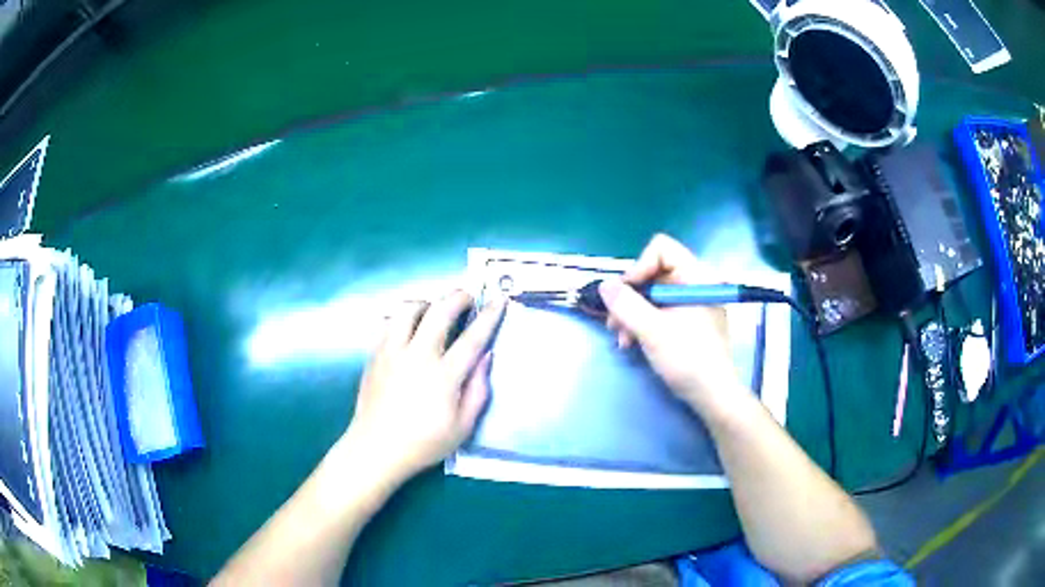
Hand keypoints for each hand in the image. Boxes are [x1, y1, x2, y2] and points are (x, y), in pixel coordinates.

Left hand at [341, 291, 505, 483]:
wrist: (376, 449)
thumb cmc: (424, 443)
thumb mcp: (462, 427)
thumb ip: (478, 390)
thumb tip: (486, 356)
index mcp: (443, 376)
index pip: (472, 338)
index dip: (488, 317)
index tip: (499, 300)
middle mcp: (417, 356)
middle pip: (439, 312)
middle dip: (457, 297)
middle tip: (467, 298)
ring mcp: (392, 352)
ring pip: (408, 309)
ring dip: (426, 303)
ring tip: (434, 311)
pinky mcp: (374, 354)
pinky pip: (386, 322)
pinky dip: (400, 318)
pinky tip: (407, 328)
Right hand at [599, 234, 745, 414]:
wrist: (713, 395)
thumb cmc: (688, 359)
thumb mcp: (653, 331)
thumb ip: (626, 305)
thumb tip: (604, 285)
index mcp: (696, 277)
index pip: (662, 249)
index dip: (639, 267)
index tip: (625, 295)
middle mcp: (695, 284)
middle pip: (653, 272)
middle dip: (630, 297)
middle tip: (613, 322)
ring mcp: (692, 303)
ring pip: (653, 294)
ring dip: (632, 314)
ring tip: (621, 339)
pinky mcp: (689, 321)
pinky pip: (661, 310)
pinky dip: (643, 323)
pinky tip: (632, 344)